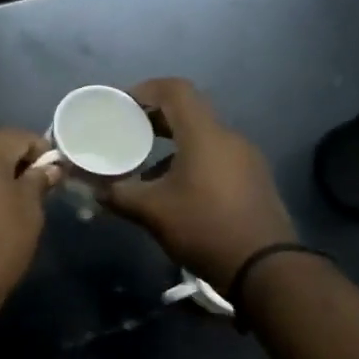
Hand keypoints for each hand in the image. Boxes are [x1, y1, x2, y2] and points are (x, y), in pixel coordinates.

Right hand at [101, 78, 295, 289]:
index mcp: (204, 134)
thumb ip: (118, 194)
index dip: (146, 89)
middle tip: (126, 132)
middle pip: (189, 111)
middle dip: (155, 118)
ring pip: (203, 137)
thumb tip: (93, 189)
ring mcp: (246, 159)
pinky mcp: (253, 180)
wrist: (265, 268)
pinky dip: (191, 161)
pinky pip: (216, 157)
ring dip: (172, 144)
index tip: (121, 105)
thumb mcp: (152, 212)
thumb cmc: (205, 228)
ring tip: (145, 166)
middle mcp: (229, 138)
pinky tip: (174, 190)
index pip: (175, 90)